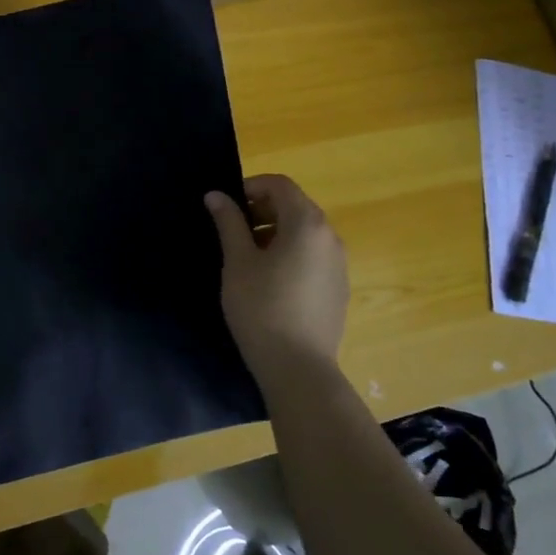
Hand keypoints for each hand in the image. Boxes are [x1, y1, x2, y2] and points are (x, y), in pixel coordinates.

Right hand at [205, 174, 348, 381]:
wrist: (299, 369)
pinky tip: (269, 282)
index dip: (251, 187)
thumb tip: (216, 195)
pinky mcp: (338, 288)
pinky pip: (313, 256)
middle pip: (295, 206)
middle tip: (232, 231)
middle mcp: (330, 237)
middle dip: (262, 210)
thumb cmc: (262, 308)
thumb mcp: (238, 262)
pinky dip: (290, 254)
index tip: (226, 206)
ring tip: (247, 258)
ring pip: (304, 233)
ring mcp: (339, 264)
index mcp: (307, 223)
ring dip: (275, 232)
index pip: (280, 185)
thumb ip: (228, 223)